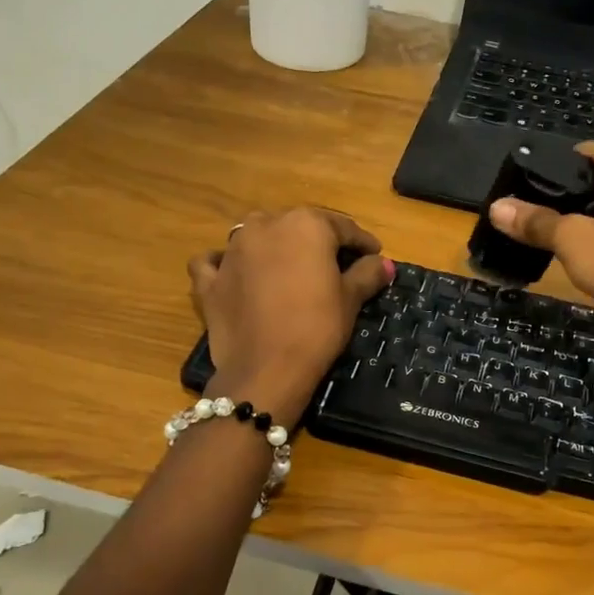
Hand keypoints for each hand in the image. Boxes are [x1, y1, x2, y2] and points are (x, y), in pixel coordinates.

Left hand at [189, 208, 390, 421]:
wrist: (266, 369)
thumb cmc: (317, 328)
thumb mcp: (350, 300)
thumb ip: (366, 274)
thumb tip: (383, 263)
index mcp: (305, 225)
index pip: (342, 227)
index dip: (362, 242)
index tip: (374, 256)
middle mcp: (265, 226)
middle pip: (298, 227)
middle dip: (318, 242)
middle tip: (335, 265)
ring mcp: (232, 250)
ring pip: (257, 236)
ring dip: (274, 246)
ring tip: (290, 269)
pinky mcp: (210, 279)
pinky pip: (215, 262)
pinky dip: (225, 264)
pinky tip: (235, 274)